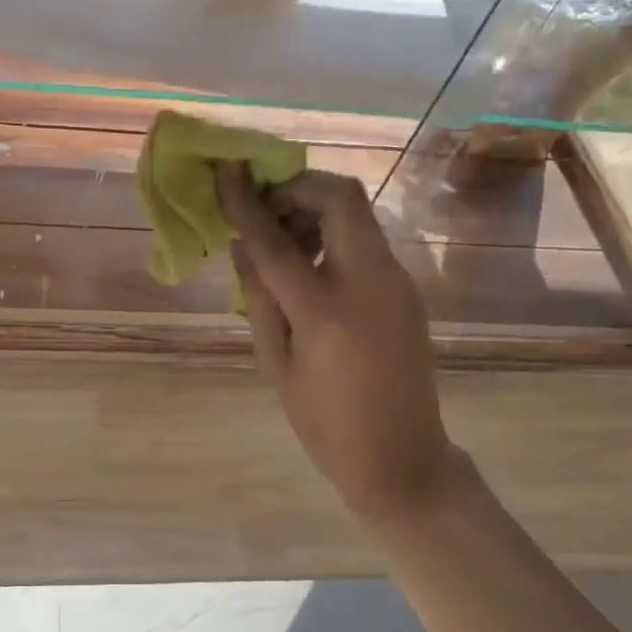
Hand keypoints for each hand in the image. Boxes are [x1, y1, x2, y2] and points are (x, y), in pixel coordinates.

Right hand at [217, 164, 460, 518]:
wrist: (404, 460)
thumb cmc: (326, 425)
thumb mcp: (276, 365)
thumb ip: (258, 297)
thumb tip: (240, 244)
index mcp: (327, 312)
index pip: (277, 240)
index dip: (246, 202)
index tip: (225, 171)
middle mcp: (370, 283)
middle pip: (340, 196)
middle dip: (296, 187)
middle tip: (265, 211)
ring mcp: (396, 282)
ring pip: (356, 213)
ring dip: (314, 210)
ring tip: (282, 243)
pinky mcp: (406, 289)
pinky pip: (364, 240)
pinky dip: (331, 235)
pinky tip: (308, 269)